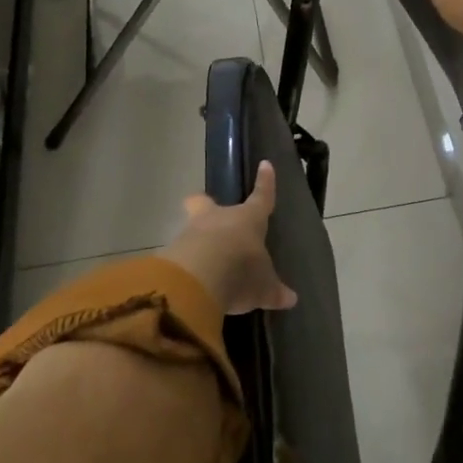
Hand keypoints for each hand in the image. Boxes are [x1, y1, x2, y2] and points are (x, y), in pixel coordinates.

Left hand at [164, 161, 297, 315]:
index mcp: (248, 219)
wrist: (199, 279)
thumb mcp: (263, 287)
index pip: (261, 197)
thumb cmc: (242, 271)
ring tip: (203, 261)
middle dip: (204, 203)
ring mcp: (191, 233)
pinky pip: (180, 254)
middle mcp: (218, 219)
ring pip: (192, 228)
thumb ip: (273, 291)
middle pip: (205, 202)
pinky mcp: (172, 254)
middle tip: (204, 207)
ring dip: (196, 239)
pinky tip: (190, 281)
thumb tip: (290, 299)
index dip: (265, 183)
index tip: (264, 164)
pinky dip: (185, 264)